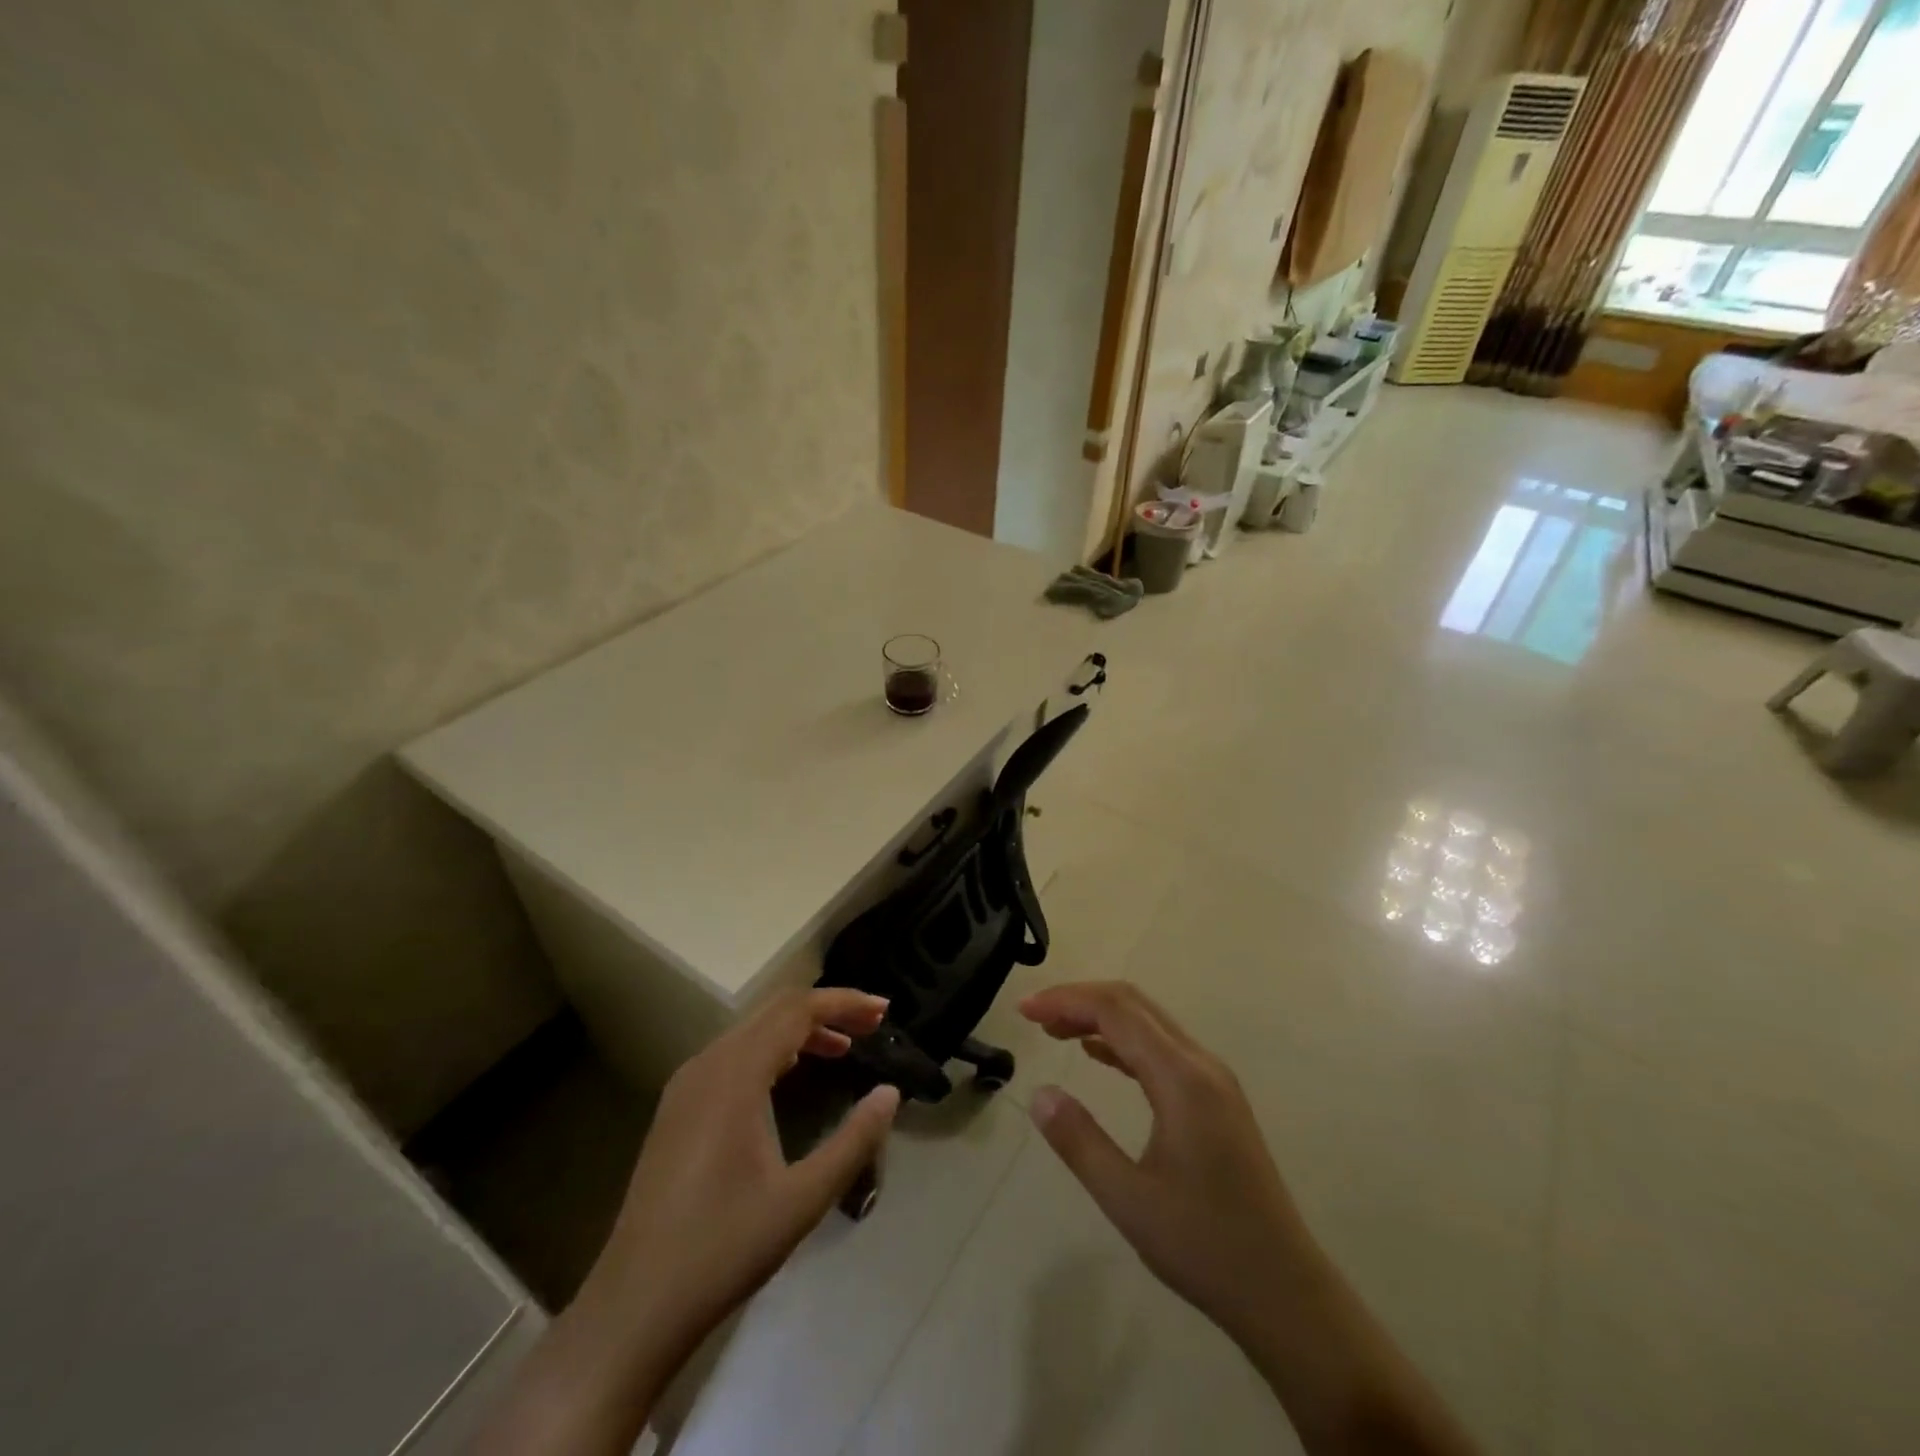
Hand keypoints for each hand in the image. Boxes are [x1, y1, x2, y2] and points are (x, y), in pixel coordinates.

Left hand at [598, 988, 901, 1370]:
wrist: (634, 1306)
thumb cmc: (723, 1248)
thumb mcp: (803, 1199)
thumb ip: (854, 1141)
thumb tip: (890, 1093)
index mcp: (735, 1075)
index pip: (797, 1010)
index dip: (844, 1002)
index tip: (884, 1011)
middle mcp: (708, 1064)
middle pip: (775, 1010)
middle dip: (827, 1009)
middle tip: (872, 1023)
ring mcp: (687, 1084)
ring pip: (753, 1030)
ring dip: (800, 1028)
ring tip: (845, 1047)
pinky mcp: (679, 1106)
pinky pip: (734, 1053)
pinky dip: (773, 1048)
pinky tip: (792, 1072)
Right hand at [1020, 983, 1481, 1455]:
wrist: (1286, 1293)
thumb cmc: (1204, 1246)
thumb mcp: (1128, 1199)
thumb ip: (1079, 1141)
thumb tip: (1038, 1093)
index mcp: (1182, 1078)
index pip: (1116, 1011)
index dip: (1066, 1000)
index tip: (1025, 1009)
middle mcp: (1201, 1064)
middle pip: (1134, 1004)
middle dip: (1080, 999)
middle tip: (1035, 1015)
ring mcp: (1214, 1081)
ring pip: (1149, 1023)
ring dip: (1101, 1017)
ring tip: (1055, 1031)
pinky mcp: (1217, 1100)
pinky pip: (1163, 1048)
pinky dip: (1123, 1041)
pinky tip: (1097, 1055)